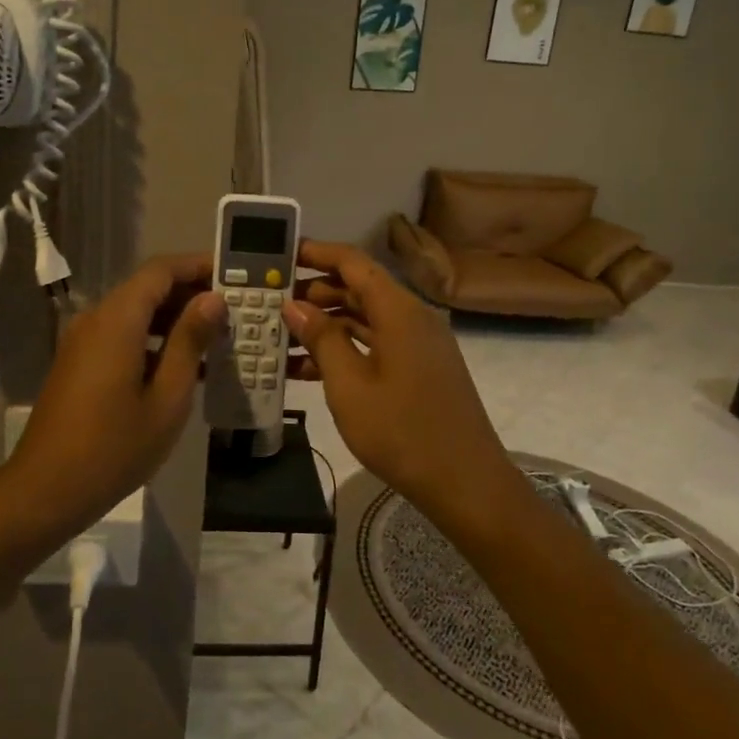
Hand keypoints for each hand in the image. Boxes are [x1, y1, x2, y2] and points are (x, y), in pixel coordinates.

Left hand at [0, 254, 224, 543]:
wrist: (45, 491)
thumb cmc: (113, 448)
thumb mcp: (167, 398)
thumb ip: (190, 342)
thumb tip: (212, 300)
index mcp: (117, 320)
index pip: (161, 270)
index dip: (198, 265)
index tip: (234, 275)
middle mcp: (96, 319)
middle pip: (147, 288)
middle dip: (190, 293)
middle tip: (234, 311)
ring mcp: (83, 341)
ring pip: (134, 312)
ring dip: (173, 317)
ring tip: (216, 337)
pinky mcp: (79, 362)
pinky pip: (121, 334)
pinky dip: (153, 338)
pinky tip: (182, 365)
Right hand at [285, 240, 510, 518]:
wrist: (466, 484)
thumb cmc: (403, 432)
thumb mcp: (349, 386)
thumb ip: (321, 339)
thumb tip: (294, 305)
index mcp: (399, 311)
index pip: (354, 262)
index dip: (317, 253)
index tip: (281, 254)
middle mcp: (413, 318)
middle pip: (360, 288)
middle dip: (315, 292)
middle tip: (272, 302)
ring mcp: (419, 345)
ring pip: (366, 319)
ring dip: (327, 324)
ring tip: (282, 336)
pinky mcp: (421, 369)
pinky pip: (377, 344)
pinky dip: (346, 349)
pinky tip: (309, 369)